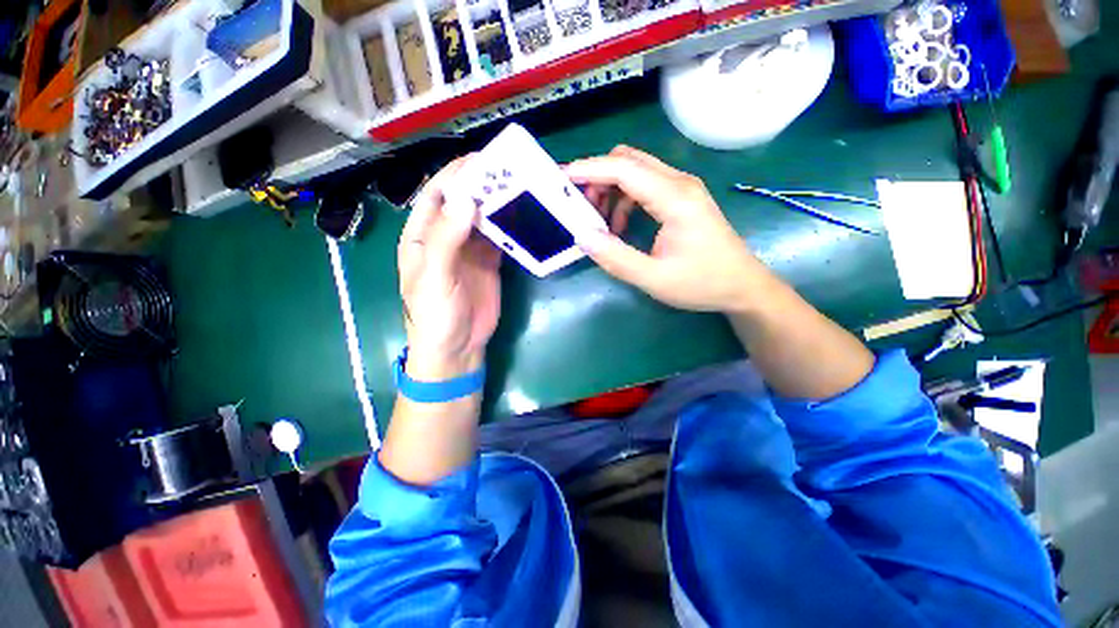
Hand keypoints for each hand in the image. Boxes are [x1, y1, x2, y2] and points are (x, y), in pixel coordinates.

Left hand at [398, 157, 500, 379]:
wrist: (457, 348)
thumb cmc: (435, 315)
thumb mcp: (435, 277)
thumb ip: (447, 239)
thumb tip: (466, 199)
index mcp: (422, 236)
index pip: (437, 196)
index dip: (456, 176)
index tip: (481, 160)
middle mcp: (446, 237)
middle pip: (464, 203)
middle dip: (482, 185)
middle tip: (509, 171)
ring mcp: (470, 250)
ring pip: (483, 218)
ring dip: (498, 203)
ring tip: (520, 187)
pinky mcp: (490, 262)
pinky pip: (500, 238)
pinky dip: (510, 226)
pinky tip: (523, 215)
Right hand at [568, 146, 771, 312]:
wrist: (743, 286)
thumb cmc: (702, 283)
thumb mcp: (654, 278)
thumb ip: (616, 258)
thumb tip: (583, 237)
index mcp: (674, 198)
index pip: (624, 169)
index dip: (590, 169)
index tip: (561, 177)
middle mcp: (679, 183)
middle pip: (629, 160)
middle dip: (598, 177)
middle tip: (581, 206)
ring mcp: (683, 188)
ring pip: (636, 171)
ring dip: (611, 189)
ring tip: (600, 222)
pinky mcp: (682, 198)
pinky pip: (645, 186)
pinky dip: (625, 199)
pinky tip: (621, 225)